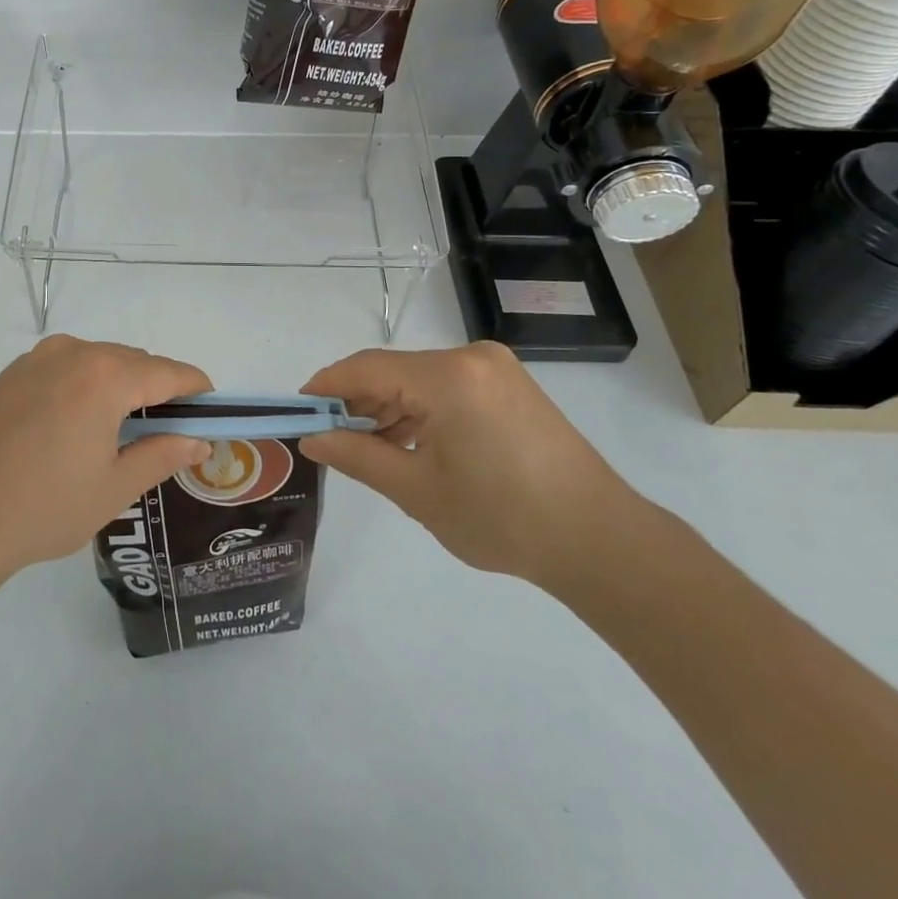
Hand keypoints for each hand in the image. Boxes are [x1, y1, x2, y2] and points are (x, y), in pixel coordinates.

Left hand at [0, 336, 212, 592]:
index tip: (212, 409)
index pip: (168, 372)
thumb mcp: (114, 487)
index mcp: (105, 376)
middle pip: (133, 362)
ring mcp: (37, 360)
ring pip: (98, 361)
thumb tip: (199, 441)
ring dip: (121, 385)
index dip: (196, 388)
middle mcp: (73, 353)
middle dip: (158, 389)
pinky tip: (77, 425)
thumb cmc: (43, 507)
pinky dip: (86, 385)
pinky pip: (65, 368)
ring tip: (124, 431)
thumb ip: (162, 455)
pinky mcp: (11, 374)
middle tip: (170, 431)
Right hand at [299, 341, 640, 587]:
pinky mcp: (510, 385)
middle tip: (330, 438)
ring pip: (420, 378)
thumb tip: (312, 438)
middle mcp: (470, 357)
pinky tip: (411, 444)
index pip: (367, 368)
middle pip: (393, 371)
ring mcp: (495, 368)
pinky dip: (422, 410)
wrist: (599, 541)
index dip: (327, 386)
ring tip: (369, 449)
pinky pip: (447, 386)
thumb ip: (358, 456)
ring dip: (390, 408)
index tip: (298, 409)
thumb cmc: (502, 518)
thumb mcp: (418, 491)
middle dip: (358, 402)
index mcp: (448, 376)